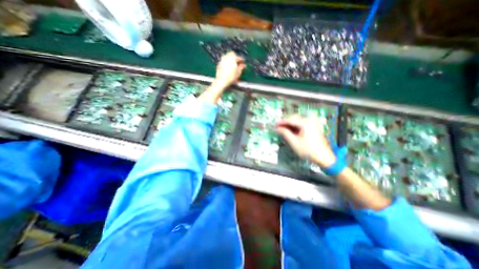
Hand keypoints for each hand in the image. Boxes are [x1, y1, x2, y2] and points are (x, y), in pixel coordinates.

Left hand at [216, 50, 245, 87]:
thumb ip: (241, 67)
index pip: (238, 57)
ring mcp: (221, 60)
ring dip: (231, 62)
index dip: (241, 60)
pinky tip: (228, 70)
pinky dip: (227, 65)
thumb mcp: (239, 72)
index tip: (243, 63)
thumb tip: (243, 65)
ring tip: (233, 67)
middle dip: (235, 59)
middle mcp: (226, 56)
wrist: (222, 80)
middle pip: (232, 56)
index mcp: (232, 57)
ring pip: (227, 59)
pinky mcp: (218, 65)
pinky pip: (224, 63)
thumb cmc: (232, 76)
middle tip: (238, 64)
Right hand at [278, 115, 335, 167]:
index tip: (275, 125)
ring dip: (290, 124)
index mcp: (305, 123)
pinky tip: (290, 130)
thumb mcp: (294, 142)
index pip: (290, 120)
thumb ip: (285, 133)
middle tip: (278, 127)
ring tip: (282, 129)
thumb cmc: (308, 150)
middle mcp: (309, 120)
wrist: (324, 157)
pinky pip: (301, 124)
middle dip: (285, 122)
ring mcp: (312, 123)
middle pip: (294, 118)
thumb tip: (278, 128)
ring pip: (297, 121)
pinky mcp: (313, 127)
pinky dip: (295, 126)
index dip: (281, 122)